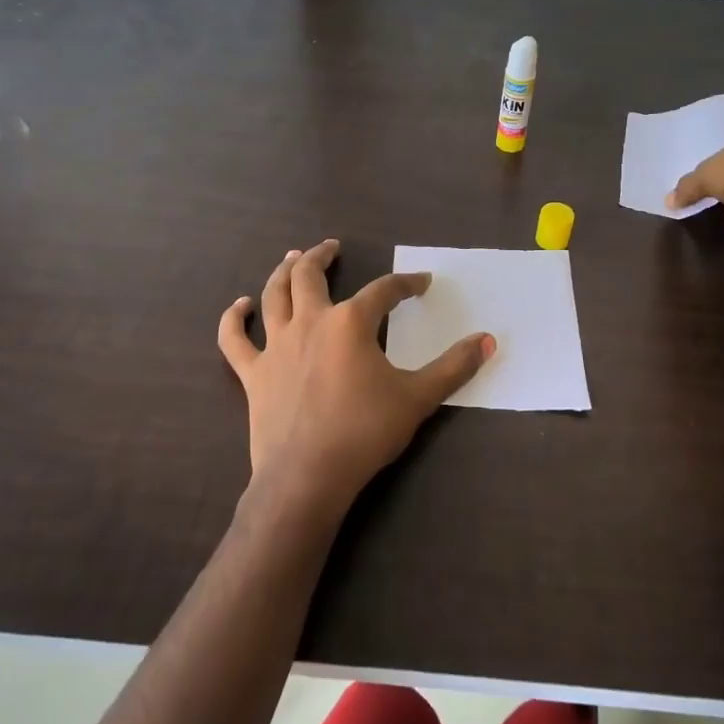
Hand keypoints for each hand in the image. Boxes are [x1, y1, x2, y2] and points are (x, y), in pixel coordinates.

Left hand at [218, 239, 494, 520]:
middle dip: (323, 256)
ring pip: (274, 295)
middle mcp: (310, 323)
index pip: (384, 291)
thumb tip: (489, 341)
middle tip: (332, 246)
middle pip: (311, 276)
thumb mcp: (418, 398)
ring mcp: (276, 346)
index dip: (406, 283)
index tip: (422, 282)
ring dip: (283, 272)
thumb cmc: (365, 432)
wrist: (308, 476)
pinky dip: (234, 319)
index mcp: (351, 323)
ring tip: (292, 258)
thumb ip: (455, 367)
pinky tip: (240, 306)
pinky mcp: (253, 373)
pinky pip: (235, 340)